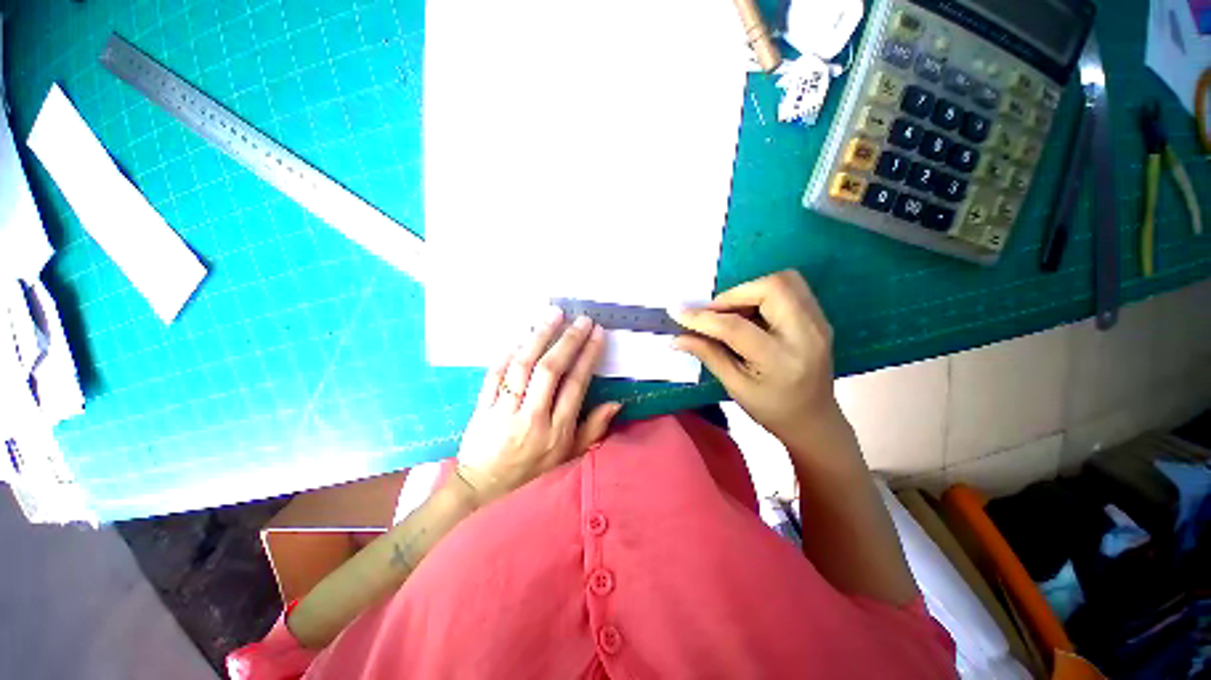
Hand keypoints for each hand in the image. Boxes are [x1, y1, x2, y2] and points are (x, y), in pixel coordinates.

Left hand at [454, 309, 621, 506]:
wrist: (483, 490)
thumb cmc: (533, 474)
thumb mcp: (569, 457)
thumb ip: (593, 430)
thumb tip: (616, 403)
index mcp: (556, 430)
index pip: (576, 385)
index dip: (588, 356)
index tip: (597, 333)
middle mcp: (532, 417)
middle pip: (550, 370)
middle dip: (568, 340)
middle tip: (581, 319)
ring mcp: (504, 411)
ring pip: (522, 366)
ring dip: (539, 336)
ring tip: (553, 314)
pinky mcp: (483, 407)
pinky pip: (494, 374)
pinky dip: (507, 352)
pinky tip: (520, 335)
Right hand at [671, 270, 837, 445]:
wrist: (814, 419)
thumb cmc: (771, 409)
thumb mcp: (735, 386)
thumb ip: (707, 355)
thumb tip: (677, 338)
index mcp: (780, 360)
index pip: (736, 327)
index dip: (704, 318)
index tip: (678, 313)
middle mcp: (806, 334)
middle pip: (771, 287)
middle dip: (734, 293)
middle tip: (713, 312)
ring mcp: (818, 322)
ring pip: (784, 280)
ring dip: (750, 290)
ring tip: (731, 311)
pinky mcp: (819, 317)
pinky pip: (790, 289)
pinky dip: (763, 293)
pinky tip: (750, 313)